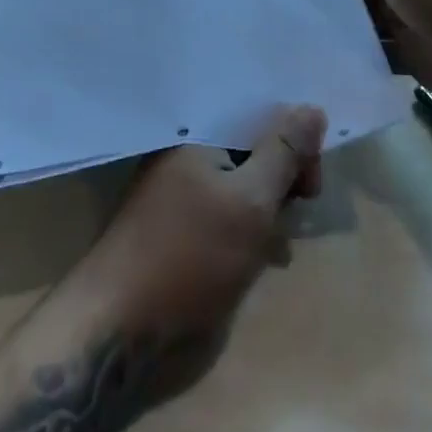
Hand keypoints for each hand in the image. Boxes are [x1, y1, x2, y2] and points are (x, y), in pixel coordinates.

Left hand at [65, 105, 325, 382]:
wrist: (120, 324)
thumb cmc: (189, 256)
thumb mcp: (251, 201)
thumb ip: (283, 153)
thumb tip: (311, 107)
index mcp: (197, 133)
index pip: (259, 115)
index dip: (294, 142)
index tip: (311, 185)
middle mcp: (187, 152)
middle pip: (252, 147)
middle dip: (283, 177)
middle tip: (298, 213)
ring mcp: (180, 189)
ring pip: (243, 183)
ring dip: (268, 208)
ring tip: (277, 244)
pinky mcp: (180, 225)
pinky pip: (226, 210)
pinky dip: (248, 228)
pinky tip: (260, 256)